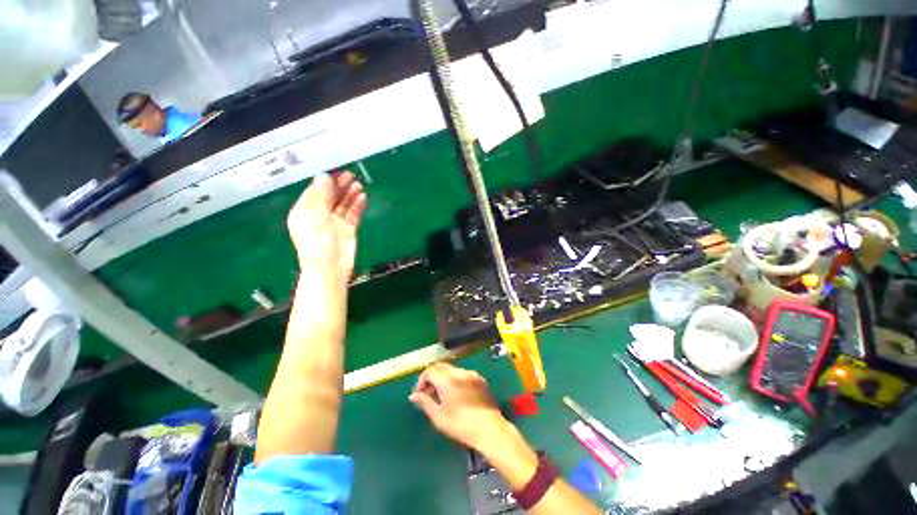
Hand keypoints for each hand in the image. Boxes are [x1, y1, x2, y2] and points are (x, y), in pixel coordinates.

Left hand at [287, 172, 366, 285]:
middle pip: (330, 197)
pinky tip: (362, 198)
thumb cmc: (317, 242)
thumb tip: (323, 177)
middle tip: (350, 175)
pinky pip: (352, 214)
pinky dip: (357, 206)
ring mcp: (334, 223)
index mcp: (304, 212)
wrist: (330, 267)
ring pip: (342, 205)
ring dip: (349, 195)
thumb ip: (320, 195)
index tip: (336, 173)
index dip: (325, 182)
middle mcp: (319, 216)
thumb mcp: (314, 215)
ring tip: (358, 185)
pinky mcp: (347, 230)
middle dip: (339, 186)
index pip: (315, 192)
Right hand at [409, 363, 515, 454]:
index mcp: (448, 379)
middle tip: (429, 394)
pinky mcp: (480, 379)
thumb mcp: (438, 417)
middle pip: (441, 367)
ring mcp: (471, 374)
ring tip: (442, 396)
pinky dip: (455, 379)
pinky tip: (457, 395)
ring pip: (452, 369)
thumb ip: (425, 402)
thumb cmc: (460, 425)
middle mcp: (459, 372)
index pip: (430, 370)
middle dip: (432, 377)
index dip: (421, 380)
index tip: (420, 394)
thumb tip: (413, 395)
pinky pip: (463, 374)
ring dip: (443, 378)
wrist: (489, 429)